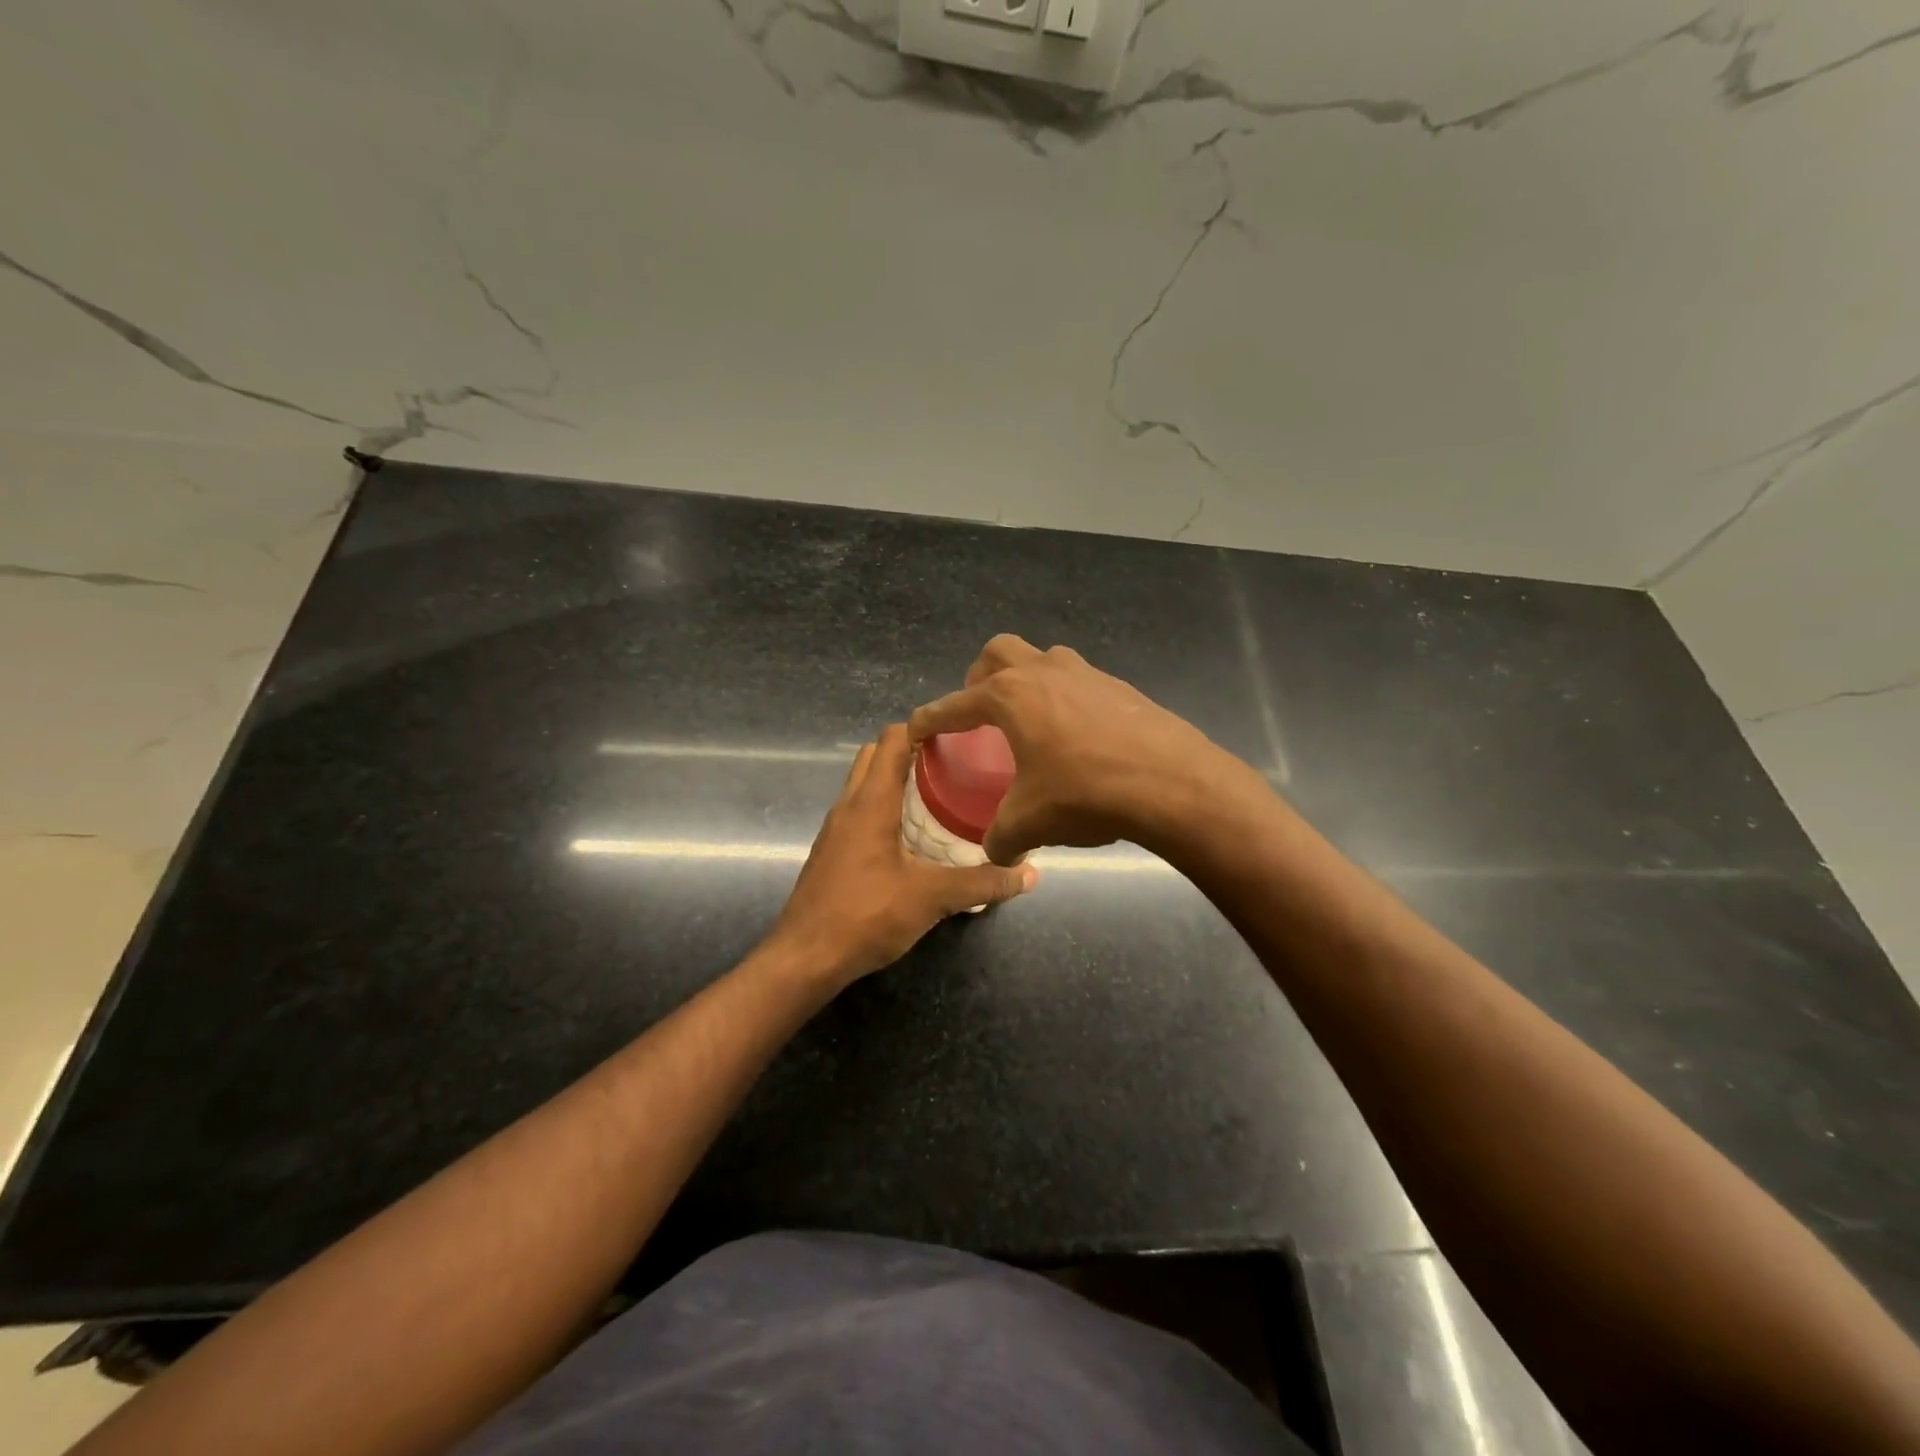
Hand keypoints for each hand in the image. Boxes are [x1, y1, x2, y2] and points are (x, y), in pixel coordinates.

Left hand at [769, 724, 1036, 987]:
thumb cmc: (865, 915)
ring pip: (864, 785)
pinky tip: (913, 836)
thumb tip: (1030, 873)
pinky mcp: (832, 852)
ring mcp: (835, 830)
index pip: (892, 739)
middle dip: (910, 750)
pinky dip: (884, 807)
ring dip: (895, 780)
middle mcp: (848, 805)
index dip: (923, 727)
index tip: (958, 733)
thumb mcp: (932, 898)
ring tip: (939, 794)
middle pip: (875, 756)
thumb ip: (982, 883)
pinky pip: (860, 812)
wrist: (804, 959)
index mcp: (870, 801)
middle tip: (953, 764)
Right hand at [908, 635, 1250, 864]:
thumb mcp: (1030, 822)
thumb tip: (997, 852)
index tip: (916, 730)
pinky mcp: (1121, 688)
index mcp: (1009, 696)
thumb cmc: (1085, 794)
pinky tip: (1076, 736)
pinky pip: (1079, 682)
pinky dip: (1065, 699)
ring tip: (1029, 719)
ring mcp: (1087, 674)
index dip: (930, 719)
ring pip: (1043, 659)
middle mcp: (1044, 672)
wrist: (1171, 783)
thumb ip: (1001, 837)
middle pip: (998, 652)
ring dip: (1027, 680)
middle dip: (979, 677)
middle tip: (979, 710)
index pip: (955, 704)